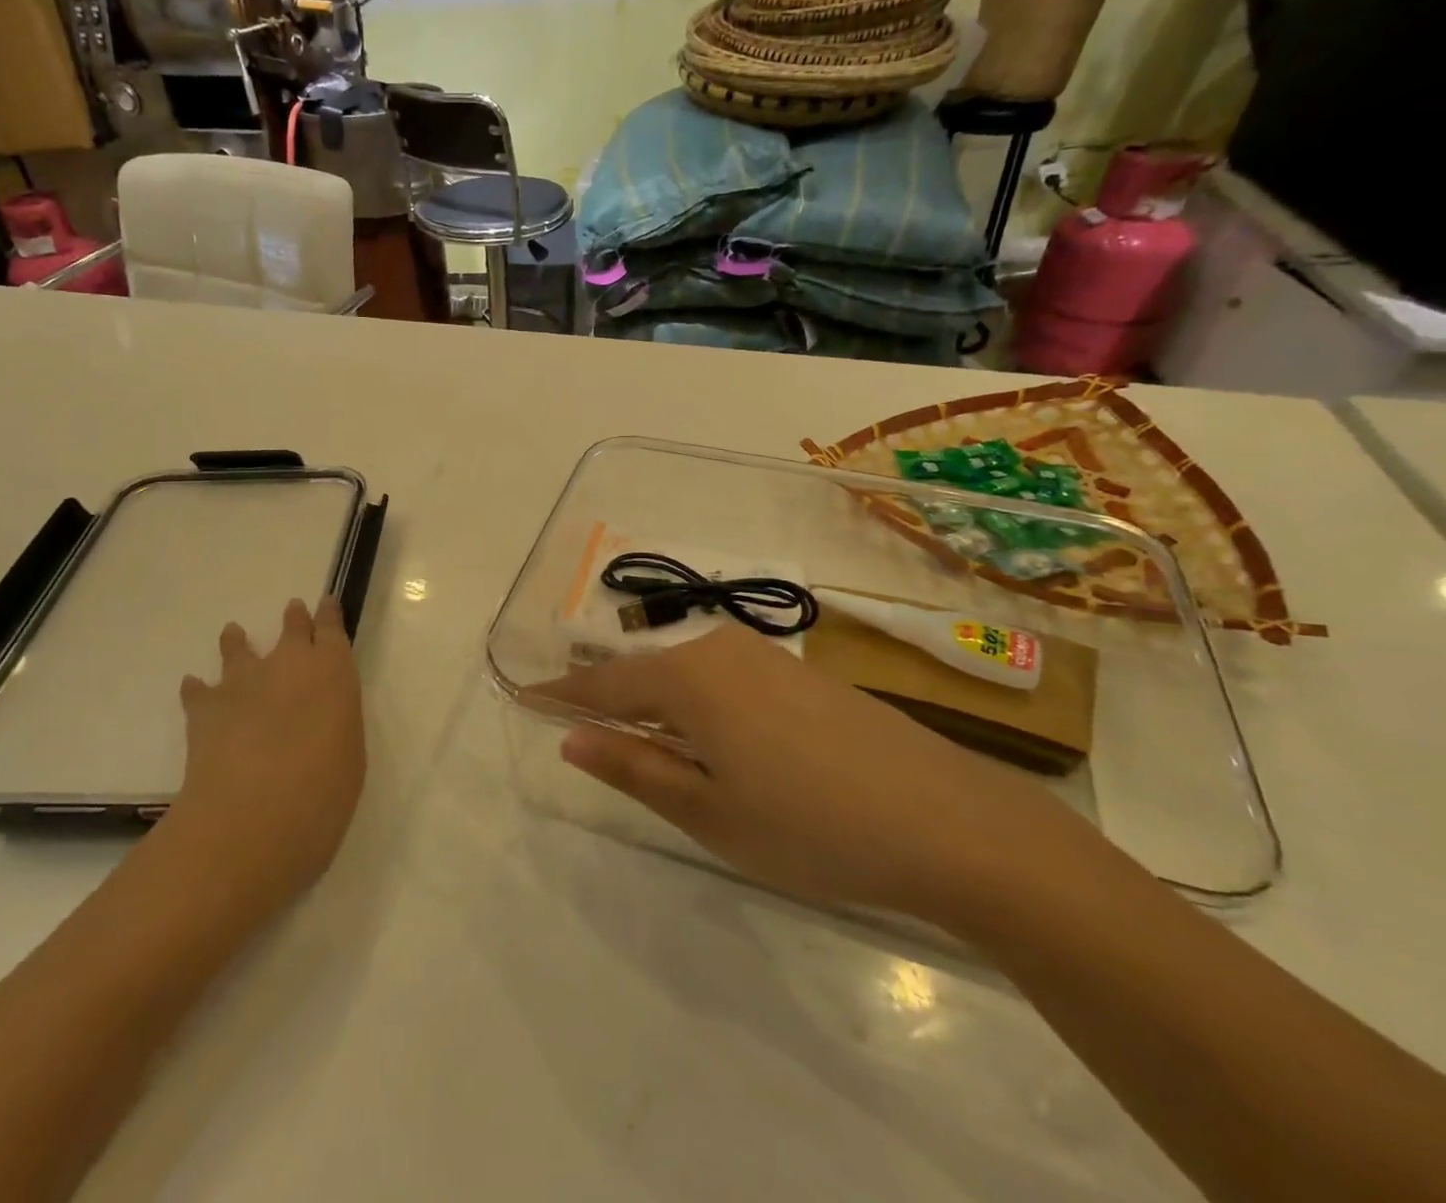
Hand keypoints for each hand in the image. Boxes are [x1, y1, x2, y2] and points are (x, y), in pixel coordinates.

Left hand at [160, 597, 366, 913]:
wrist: (253, 816)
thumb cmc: (322, 793)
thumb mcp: (350, 757)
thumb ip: (336, 726)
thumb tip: (321, 721)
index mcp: (333, 672)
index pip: (332, 631)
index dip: (329, 615)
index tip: (326, 603)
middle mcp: (289, 665)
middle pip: (291, 629)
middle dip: (294, 619)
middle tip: (293, 610)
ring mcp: (243, 682)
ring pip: (239, 648)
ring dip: (238, 642)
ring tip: (234, 634)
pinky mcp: (205, 707)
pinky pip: (198, 689)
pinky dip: (197, 689)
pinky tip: (193, 689)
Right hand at [539, 625, 1084, 926]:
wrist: (950, 821)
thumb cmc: (811, 824)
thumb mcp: (708, 812)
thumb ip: (634, 768)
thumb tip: (572, 740)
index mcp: (688, 677)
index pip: (603, 684)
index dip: (560, 695)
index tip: (522, 696)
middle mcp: (720, 649)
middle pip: (643, 672)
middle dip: (605, 696)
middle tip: (573, 721)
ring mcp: (765, 657)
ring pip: (684, 673)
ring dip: (652, 701)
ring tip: (632, 733)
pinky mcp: (799, 674)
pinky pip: (722, 678)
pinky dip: (694, 702)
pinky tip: (705, 734)